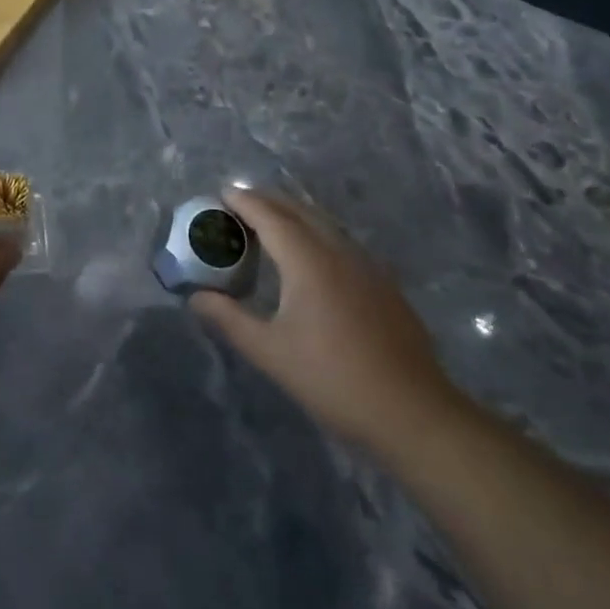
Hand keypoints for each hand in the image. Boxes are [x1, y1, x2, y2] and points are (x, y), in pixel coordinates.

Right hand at [190, 189, 461, 453]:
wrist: (413, 413)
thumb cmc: (333, 379)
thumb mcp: (270, 352)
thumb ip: (229, 319)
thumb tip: (196, 297)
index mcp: (308, 260)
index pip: (269, 215)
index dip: (244, 201)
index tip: (221, 194)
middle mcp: (338, 250)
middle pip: (298, 210)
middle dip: (266, 200)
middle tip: (238, 205)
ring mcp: (366, 265)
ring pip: (323, 223)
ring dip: (292, 215)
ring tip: (268, 224)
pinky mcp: (383, 283)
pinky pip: (341, 240)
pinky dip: (315, 233)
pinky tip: (310, 257)